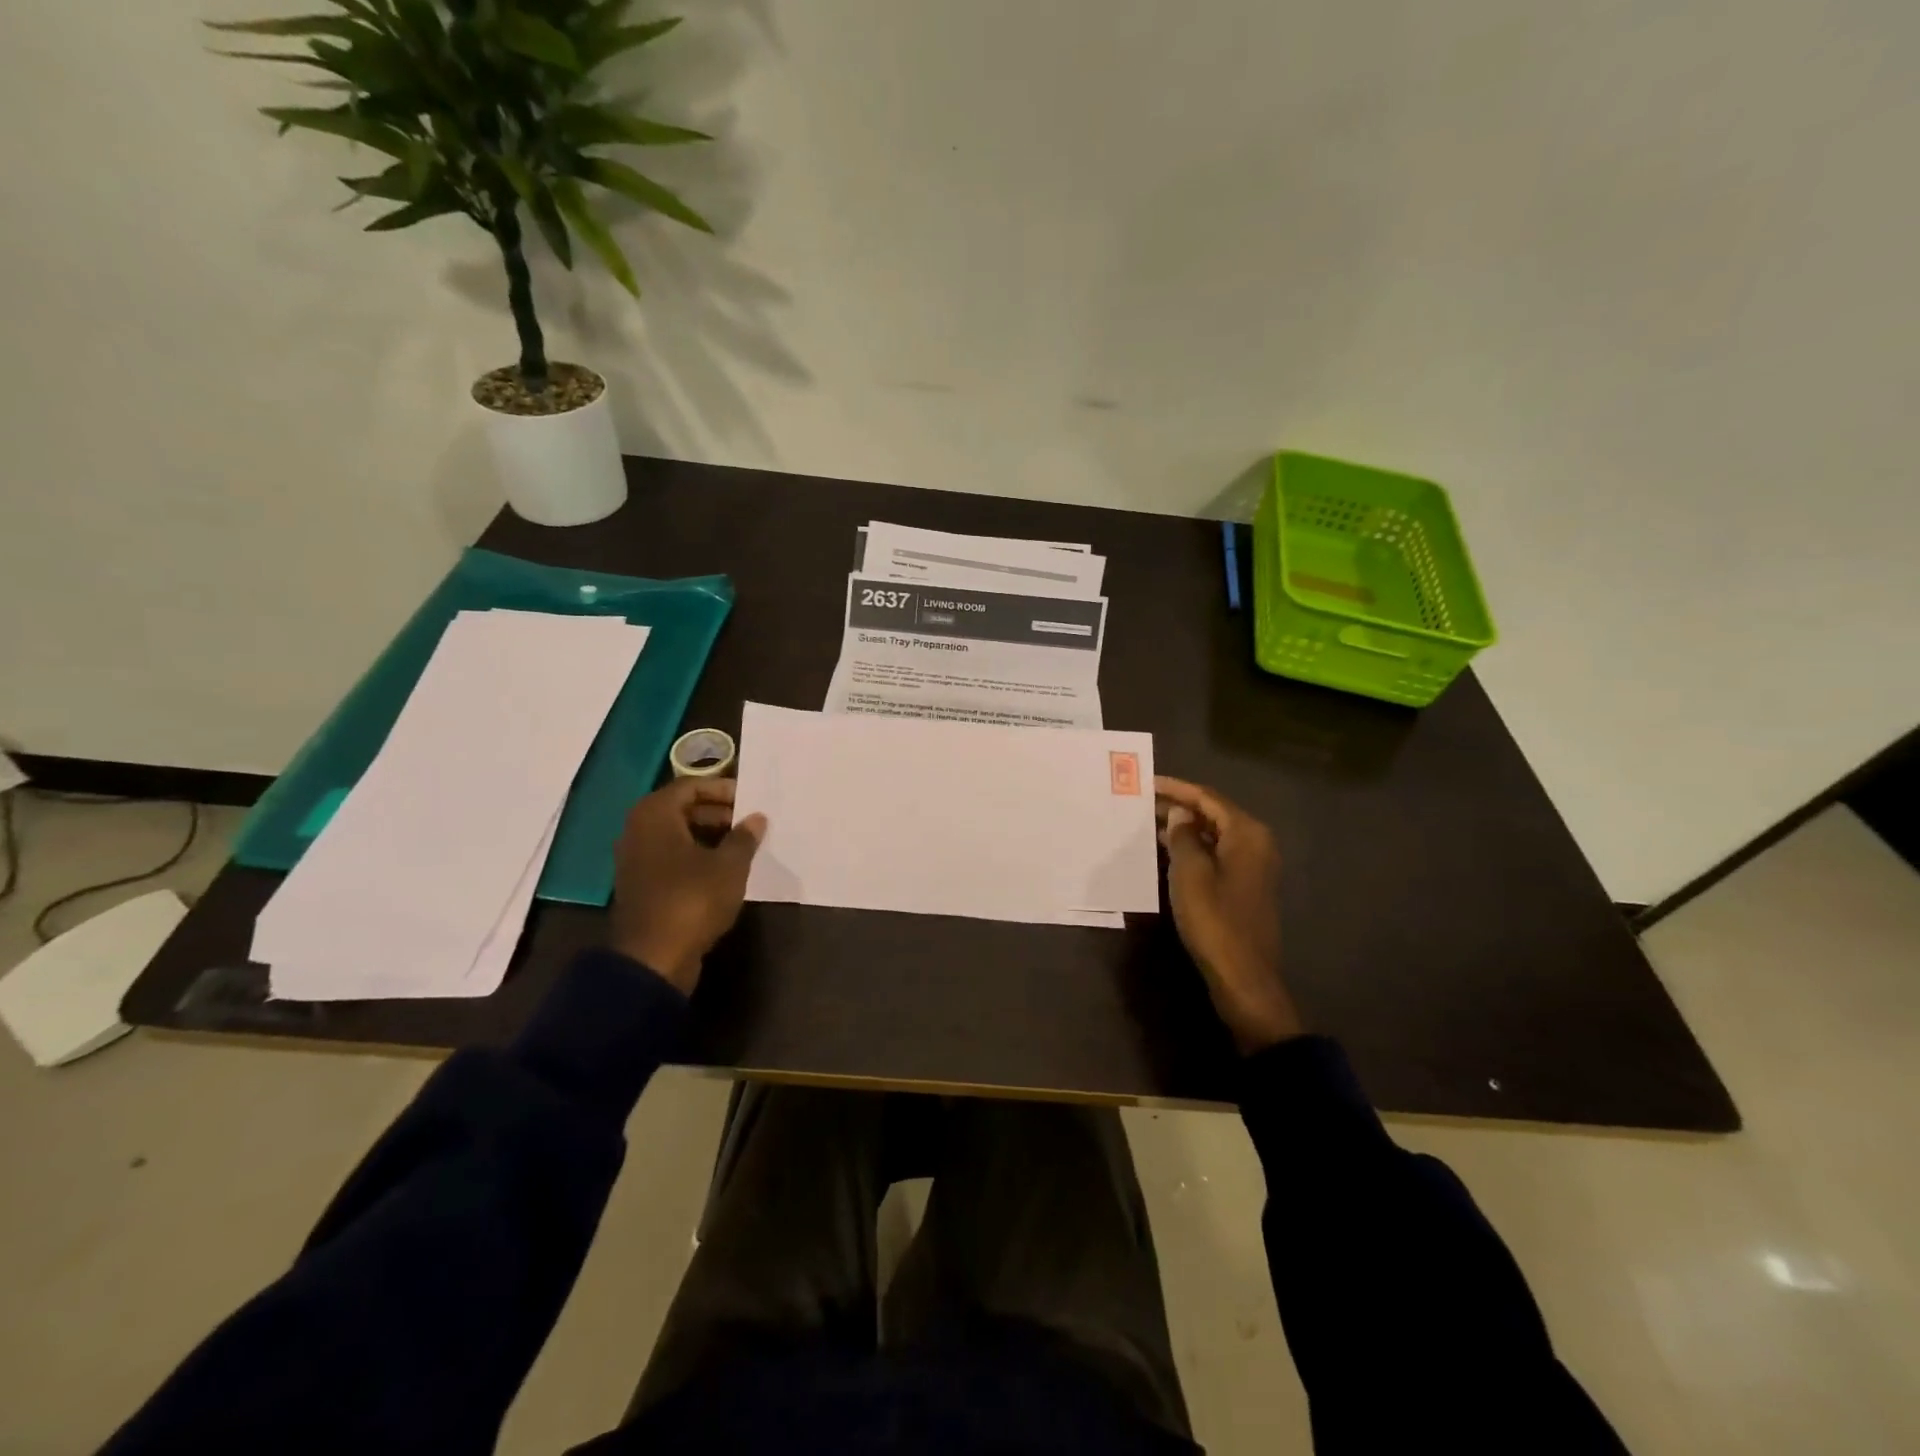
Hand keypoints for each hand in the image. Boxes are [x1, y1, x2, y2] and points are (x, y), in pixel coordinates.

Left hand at [609, 778, 765, 994]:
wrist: (653, 958)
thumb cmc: (692, 899)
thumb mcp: (729, 866)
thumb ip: (744, 837)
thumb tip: (756, 818)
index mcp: (655, 814)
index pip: (691, 785)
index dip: (722, 789)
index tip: (750, 800)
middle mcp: (638, 830)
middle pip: (681, 808)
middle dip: (717, 812)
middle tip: (748, 823)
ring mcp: (635, 859)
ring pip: (676, 834)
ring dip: (708, 835)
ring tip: (741, 846)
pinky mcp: (640, 884)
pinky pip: (670, 856)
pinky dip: (695, 856)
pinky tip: (721, 870)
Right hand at [1155, 776, 1300, 1053]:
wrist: (1243, 976)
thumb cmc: (1214, 920)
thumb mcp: (1190, 873)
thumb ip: (1183, 836)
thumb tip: (1179, 815)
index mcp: (1247, 834)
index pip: (1208, 798)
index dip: (1176, 788)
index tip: (1146, 782)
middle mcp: (1256, 843)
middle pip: (1213, 813)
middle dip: (1178, 806)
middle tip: (1142, 801)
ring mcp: (1253, 867)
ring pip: (1214, 834)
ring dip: (1184, 827)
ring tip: (1148, 823)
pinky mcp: (1245, 887)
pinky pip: (1216, 854)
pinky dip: (1193, 848)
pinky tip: (1167, 851)